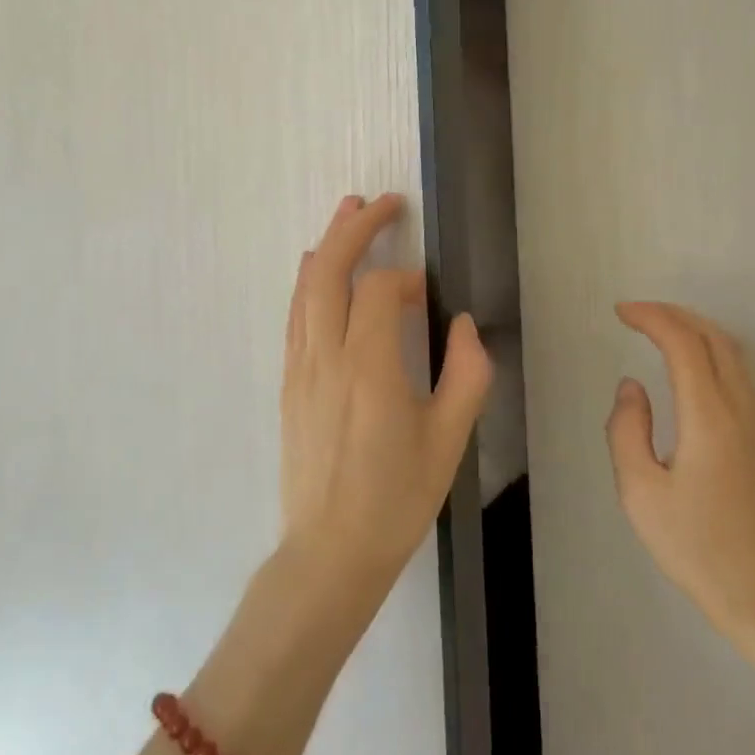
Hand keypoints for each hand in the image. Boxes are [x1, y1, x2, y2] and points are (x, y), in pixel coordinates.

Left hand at [279, 194, 493, 602]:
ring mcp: (300, 368)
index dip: (403, 280)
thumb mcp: (449, 440)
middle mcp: (326, 357)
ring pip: (306, 288)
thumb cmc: (396, 497)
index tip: (424, 294)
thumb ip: (466, 374)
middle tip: (382, 202)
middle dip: (355, 228)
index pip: (377, 291)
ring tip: (349, 212)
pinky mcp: (289, 383)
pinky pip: (295, 315)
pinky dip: (308, 281)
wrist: (330, 551)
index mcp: (369, 368)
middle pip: (329, 271)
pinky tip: (317, 267)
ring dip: (328, 245)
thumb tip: (462, 325)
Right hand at [606, 302, 754, 683]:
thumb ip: (627, 430)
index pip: (684, 344)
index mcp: (709, 417)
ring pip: (733, 354)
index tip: (621, 312)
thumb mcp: (640, 492)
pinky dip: (711, 352)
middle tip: (638, 314)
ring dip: (696, 330)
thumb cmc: (694, 546)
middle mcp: (740, 409)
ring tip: (660, 330)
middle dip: (675, 314)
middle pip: (715, 337)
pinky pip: (739, 375)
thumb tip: (632, 387)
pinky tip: (690, 368)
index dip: (652, 318)